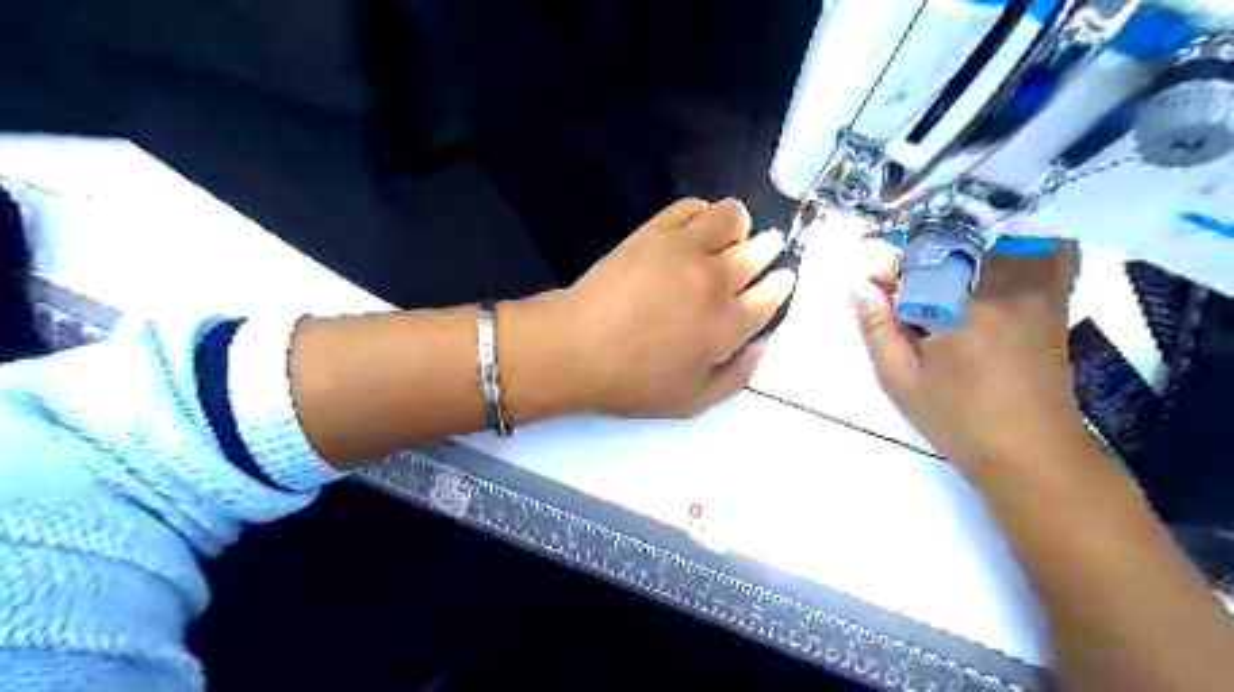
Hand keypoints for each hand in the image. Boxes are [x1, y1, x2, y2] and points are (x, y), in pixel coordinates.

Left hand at [538, 198, 788, 418]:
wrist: (576, 349)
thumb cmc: (633, 381)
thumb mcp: (692, 401)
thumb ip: (737, 376)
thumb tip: (762, 345)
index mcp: (729, 325)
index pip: (773, 293)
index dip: (781, 283)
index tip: (779, 279)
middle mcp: (716, 280)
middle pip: (759, 250)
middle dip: (766, 251)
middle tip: (753, 257)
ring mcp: (685, 250)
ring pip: (731, 216)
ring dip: (736, 226)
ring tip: (723, 240)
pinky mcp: (655, 232)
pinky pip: (692, 206)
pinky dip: (701, 213)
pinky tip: (692, 230)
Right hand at [856, 243, 1082, 479]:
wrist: (1032, 453)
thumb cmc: (958, 420)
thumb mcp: (901, 379)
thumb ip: (875, 327)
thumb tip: (855, 284)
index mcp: (962, 306)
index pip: (913, 262)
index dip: (881, 267)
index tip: (863, 283)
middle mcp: (1005, 284)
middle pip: (951, 242)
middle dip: (914, 256)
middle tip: (892, 287)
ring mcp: (1037, 288)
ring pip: (994, 239)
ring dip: (957, 247)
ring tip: (932, 275)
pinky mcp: (1055, 299)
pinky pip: (1048, 252)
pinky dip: (1022, 244)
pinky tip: (994, 258)